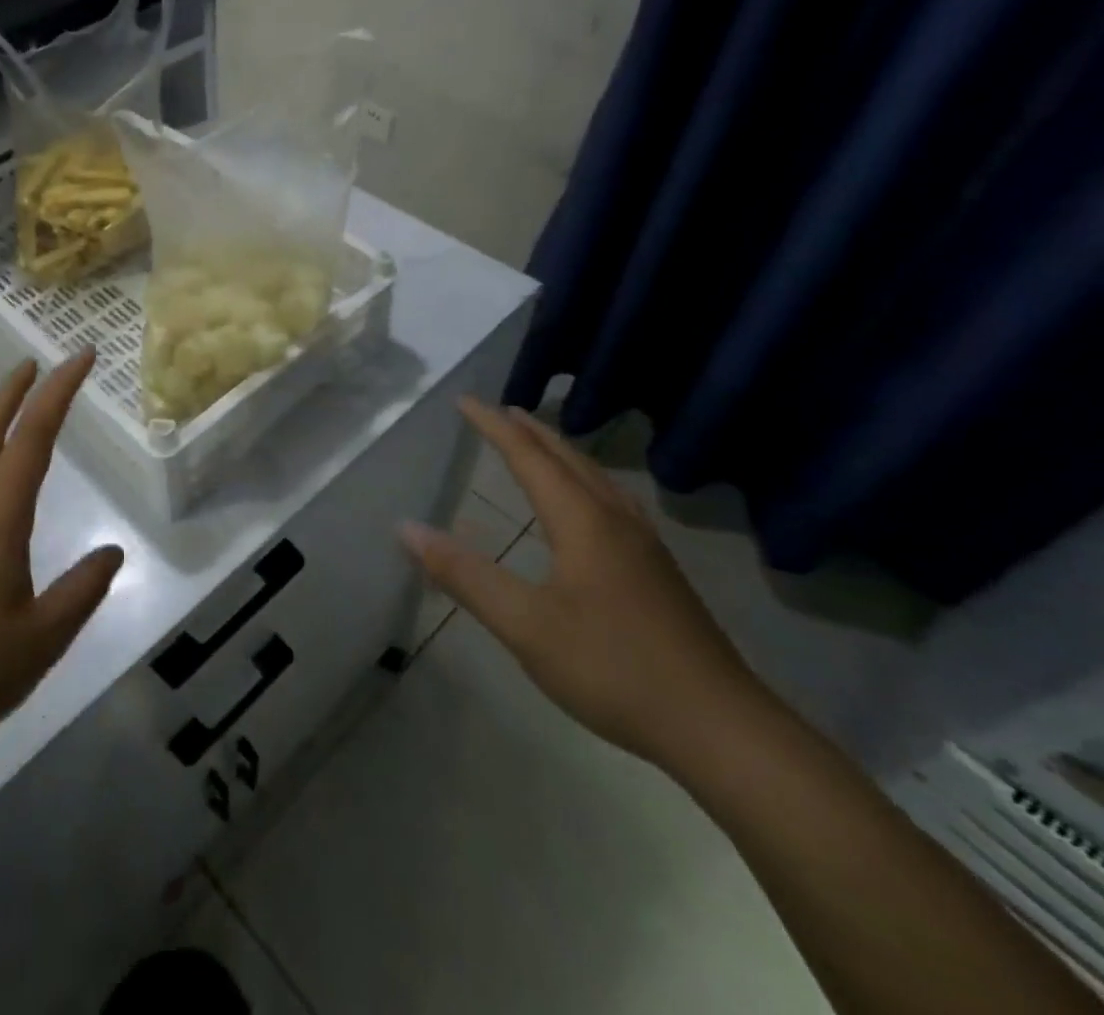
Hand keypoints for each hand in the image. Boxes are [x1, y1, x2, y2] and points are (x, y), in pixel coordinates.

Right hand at [400, 398, 768, 770]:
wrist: (723, 730)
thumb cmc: (613, 668)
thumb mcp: (525, 625)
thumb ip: (464, 575)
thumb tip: (407, 528)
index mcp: (582, 521)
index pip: (529, 457)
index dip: (494, 426)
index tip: (464, 400)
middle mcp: (616, 521)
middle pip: (569, 458)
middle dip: (530, 431)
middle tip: (499, 411)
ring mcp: (645, 547)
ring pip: (597, 479)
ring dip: (561, 453)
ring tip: (538, 445)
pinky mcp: (660, 573)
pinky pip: (612, 501)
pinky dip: (584, 481)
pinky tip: (589, 506)